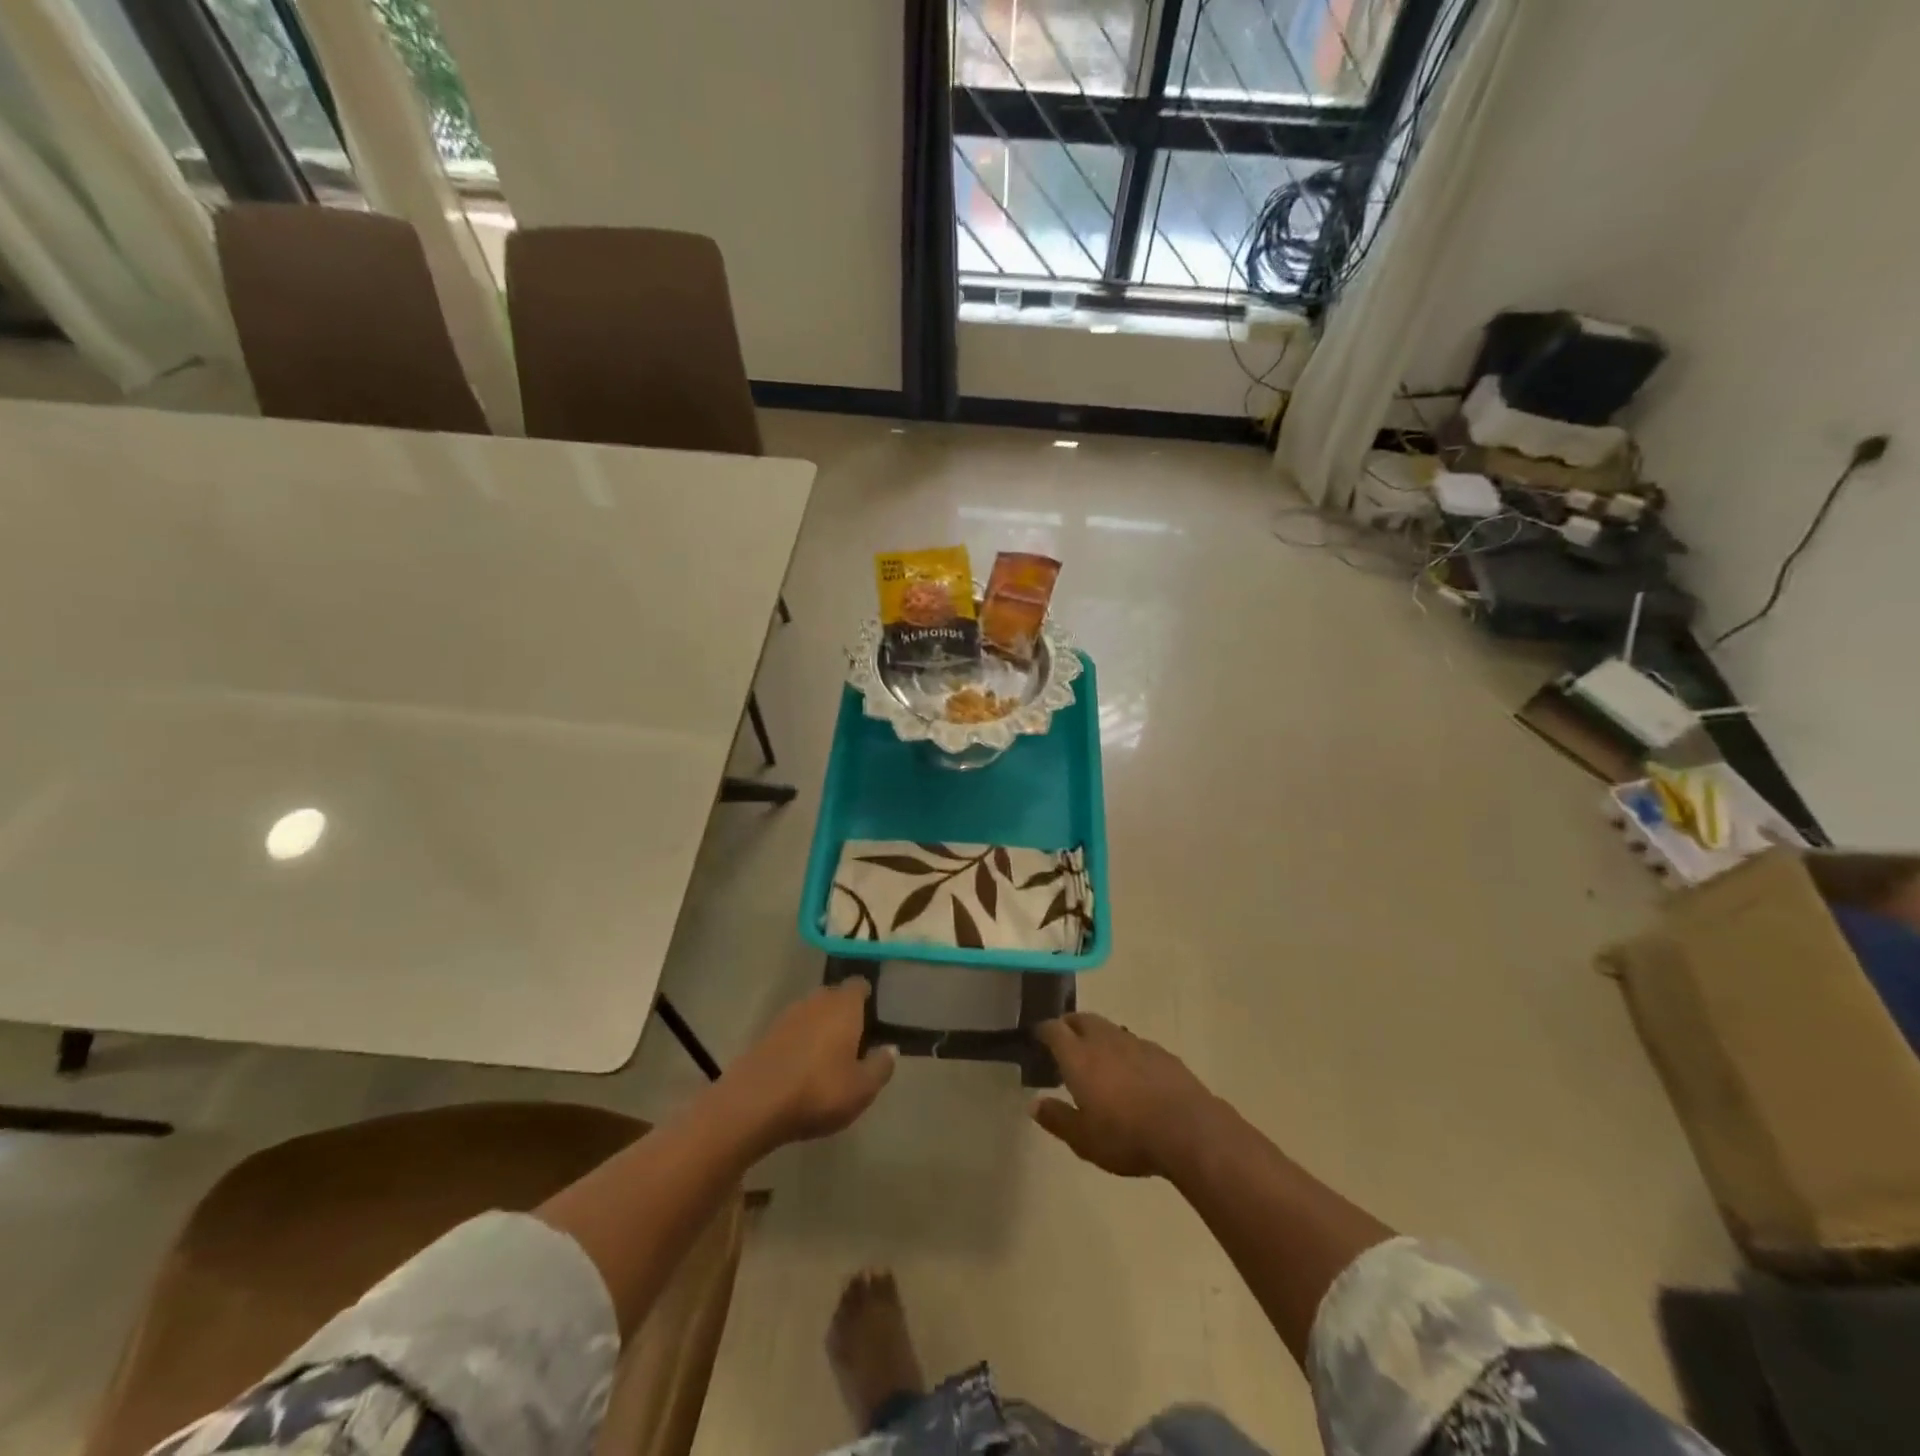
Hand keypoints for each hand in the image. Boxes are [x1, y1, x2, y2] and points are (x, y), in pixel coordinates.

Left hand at [720, 980, 895, 1150]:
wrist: (753, 1104)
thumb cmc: (818, 1091)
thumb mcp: (862, 1088)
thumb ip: (881, 1066)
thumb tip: (890, 1049)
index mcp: (844, 1005)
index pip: (859, 985)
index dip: (868, 998)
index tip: (875, 1019)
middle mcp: (816, 1000)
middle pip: (835, 997)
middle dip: (844, 1014)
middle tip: (855, 1042)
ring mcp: (787, 1015)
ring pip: (812, 1013)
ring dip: (821, 1028)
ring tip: (829, 1057)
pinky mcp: (766, 1034)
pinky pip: (793, 1030)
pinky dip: (800, 1042)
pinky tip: (803, 1068)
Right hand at [1031, 1013, 1217, 1177]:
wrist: (1188, 1129)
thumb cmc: (1126, 1136)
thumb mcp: (1084, 1139)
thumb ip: (1057, 1118)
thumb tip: (1033, 1104)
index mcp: (1079, 1056)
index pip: (1054, 1029)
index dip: (1043, 1031)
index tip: (1037, 1037)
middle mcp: (1104, 1040)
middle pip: (1081, 1019)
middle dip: (1069, 1025)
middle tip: (1064, 1042)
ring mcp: (1134, 1042)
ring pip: (1108, 1028)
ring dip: (1096, 1035)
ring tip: (1096, 1056)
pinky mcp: (1160, 1052)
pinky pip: (1133, 1043)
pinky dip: (1123, 1050)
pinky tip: (1130, 1071)